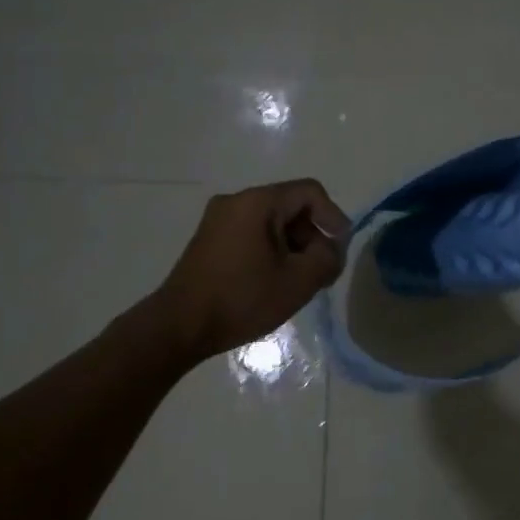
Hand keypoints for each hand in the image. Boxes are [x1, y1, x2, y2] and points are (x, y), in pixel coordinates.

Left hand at [155, 179, 349, 361]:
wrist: (180, 326)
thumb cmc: (242, 300)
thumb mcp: (299, 281)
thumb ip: (327, 258)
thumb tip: (331, 249)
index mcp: (257, 202)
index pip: (310, 192)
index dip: (333, 217)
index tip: (340, 249)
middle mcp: (235, 201)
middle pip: (290, 206)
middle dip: (313, 236)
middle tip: (322, 271)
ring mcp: (218, 220)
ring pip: (272, 222)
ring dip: (294, 246)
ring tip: (300, 281)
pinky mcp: (210, 240)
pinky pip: (253, 234)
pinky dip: (272, 251)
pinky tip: (275, 281)